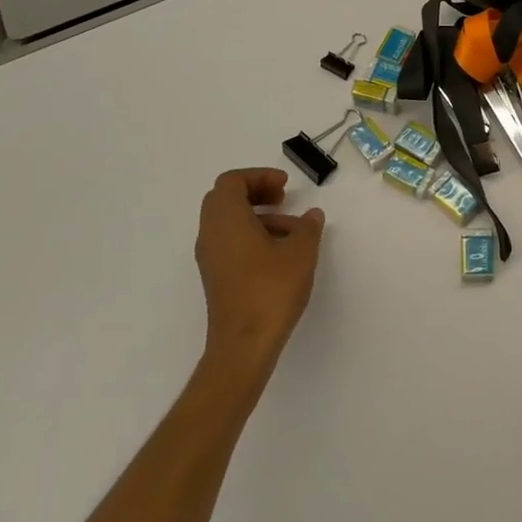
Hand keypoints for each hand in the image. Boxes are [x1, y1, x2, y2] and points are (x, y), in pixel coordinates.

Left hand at [193, 168, 325, 391]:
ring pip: (228, 221)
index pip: (232, 181)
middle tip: (283, 199)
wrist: (243, 346)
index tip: (285, 185)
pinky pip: (229, 242)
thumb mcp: (301, 253)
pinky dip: (251, 235)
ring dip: (257, 215)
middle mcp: (210, 233)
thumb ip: (308, 227)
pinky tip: (280, 253)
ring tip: (292, 231)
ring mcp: (210, 257)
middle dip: (255, 192)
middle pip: (225, 198)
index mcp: (226, 219)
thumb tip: (311, 215)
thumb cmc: (271, 291)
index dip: (259, 176)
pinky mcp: (216, 277)